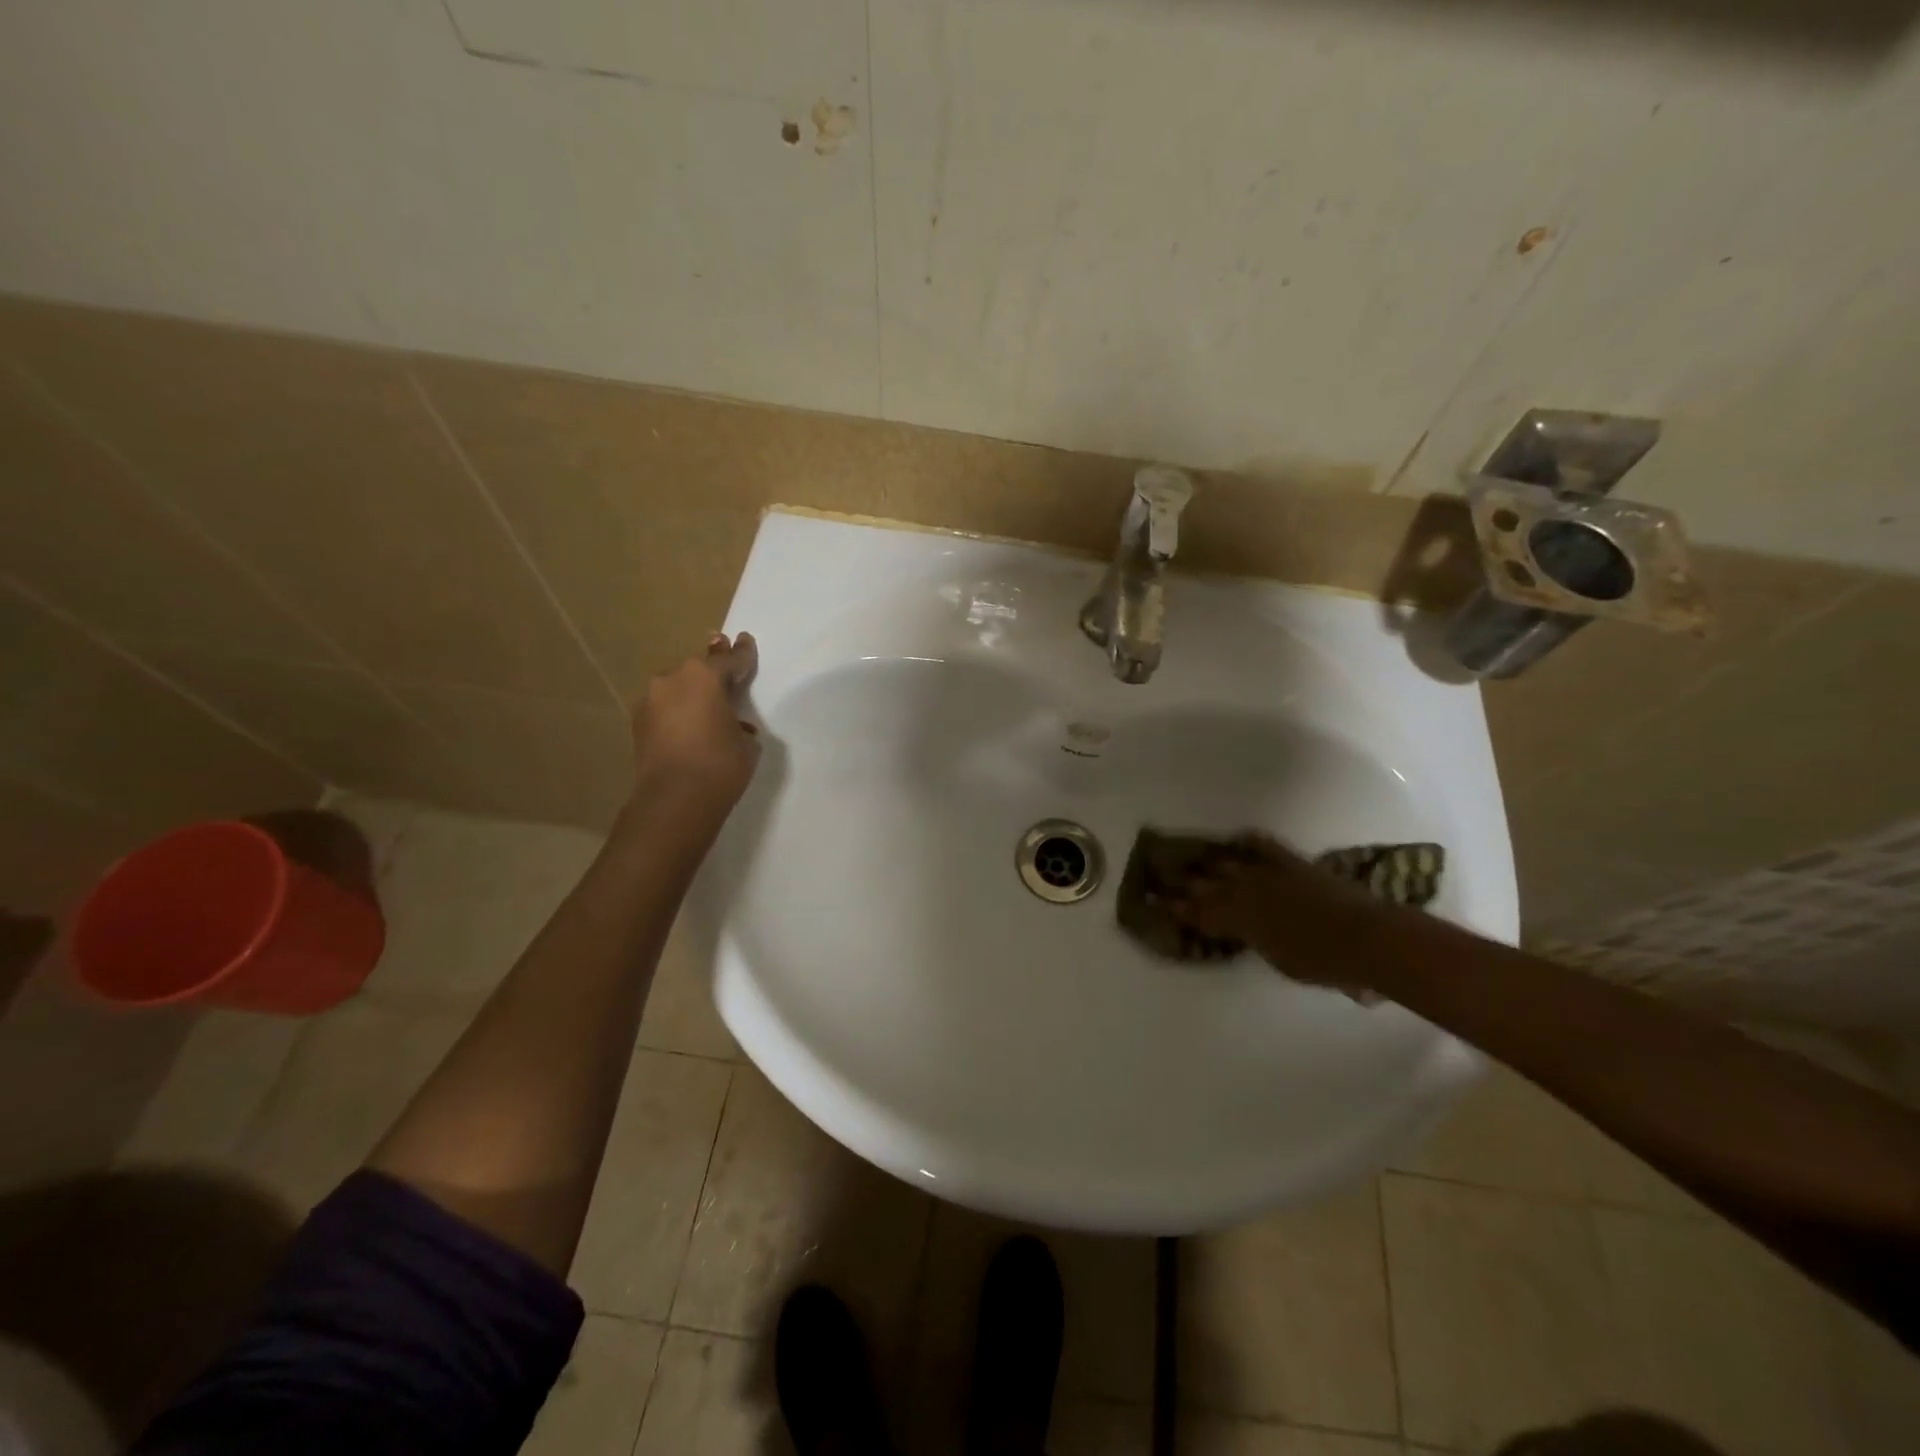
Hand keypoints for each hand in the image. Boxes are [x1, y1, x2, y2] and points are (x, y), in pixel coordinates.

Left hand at [630, 633, 761, 808]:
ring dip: (693, 695)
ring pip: (678, 689)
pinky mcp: (638, 724)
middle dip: (713, 671)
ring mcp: (650, 701)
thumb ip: (738, 724)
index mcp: (704, 676)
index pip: (729, 659)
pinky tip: (691, 729)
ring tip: (708, 709)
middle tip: (726, 671)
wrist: (674, 800)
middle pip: (698, 670)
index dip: (742, 653)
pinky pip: (666, 709)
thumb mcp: (746, 742)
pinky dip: (679, 714)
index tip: (746, 640)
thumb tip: (730, 725)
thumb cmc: (720, 764)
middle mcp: (672, 679)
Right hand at [1173, 834, 1385, 995]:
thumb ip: (1257, 942)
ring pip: (1228, 863)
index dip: (1178, 910)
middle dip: (1186, 885)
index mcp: (1240, 921)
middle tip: (1167, 880)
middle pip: (1206, 886)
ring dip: (1211, 864)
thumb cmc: (1324, 963)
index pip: (1199, 914)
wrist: (1367, 938)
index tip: (1159, 904)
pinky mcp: (1291, 862)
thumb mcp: (1281, 962)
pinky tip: (1238, 839)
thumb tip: (1249, 933)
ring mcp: (1268, 873)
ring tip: (1197, 862)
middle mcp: (1245, 893)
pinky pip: (1263, 846)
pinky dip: (1249, 842)